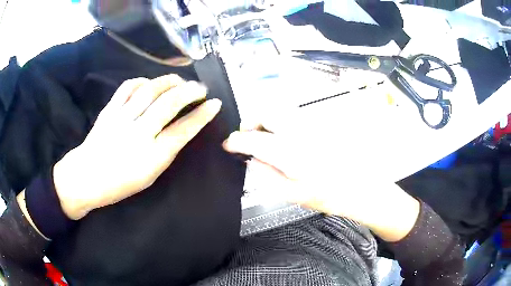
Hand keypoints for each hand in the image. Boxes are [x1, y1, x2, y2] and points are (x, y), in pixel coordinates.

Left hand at [53, 75, 220, 219]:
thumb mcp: (149, 176)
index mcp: (151, 157)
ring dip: (170, 81)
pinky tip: (150, 82)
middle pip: (169, 104)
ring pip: (150, 90)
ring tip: (180, 81)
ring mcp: (122, 118)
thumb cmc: (119, 184)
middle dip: (190, 92)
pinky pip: (128, 87)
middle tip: (200, 88)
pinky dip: (143, 81)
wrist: (85, 178)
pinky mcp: (109, 110)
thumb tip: (181, 129)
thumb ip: (165, 152)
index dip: (202, 115)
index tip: (215, 103)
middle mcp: (138, 133)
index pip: (183, 130)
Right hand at [224, 112, 419, 241]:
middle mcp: (301, 133)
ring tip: (265, 139)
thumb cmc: (331, 196)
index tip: (229, 144)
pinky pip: (294, 118)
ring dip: (267, 122)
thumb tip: (251, 160)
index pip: (253, 140)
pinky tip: (285, 140)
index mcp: (291, 154)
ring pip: (281, 112)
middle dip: (251, 122)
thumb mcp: (293, 195)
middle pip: (267, 113)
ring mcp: (313, 126)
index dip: (236, 140)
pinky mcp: (321, 125)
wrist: (363, 188)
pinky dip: (282, 124)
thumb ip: (267, 175)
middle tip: (248, 137)